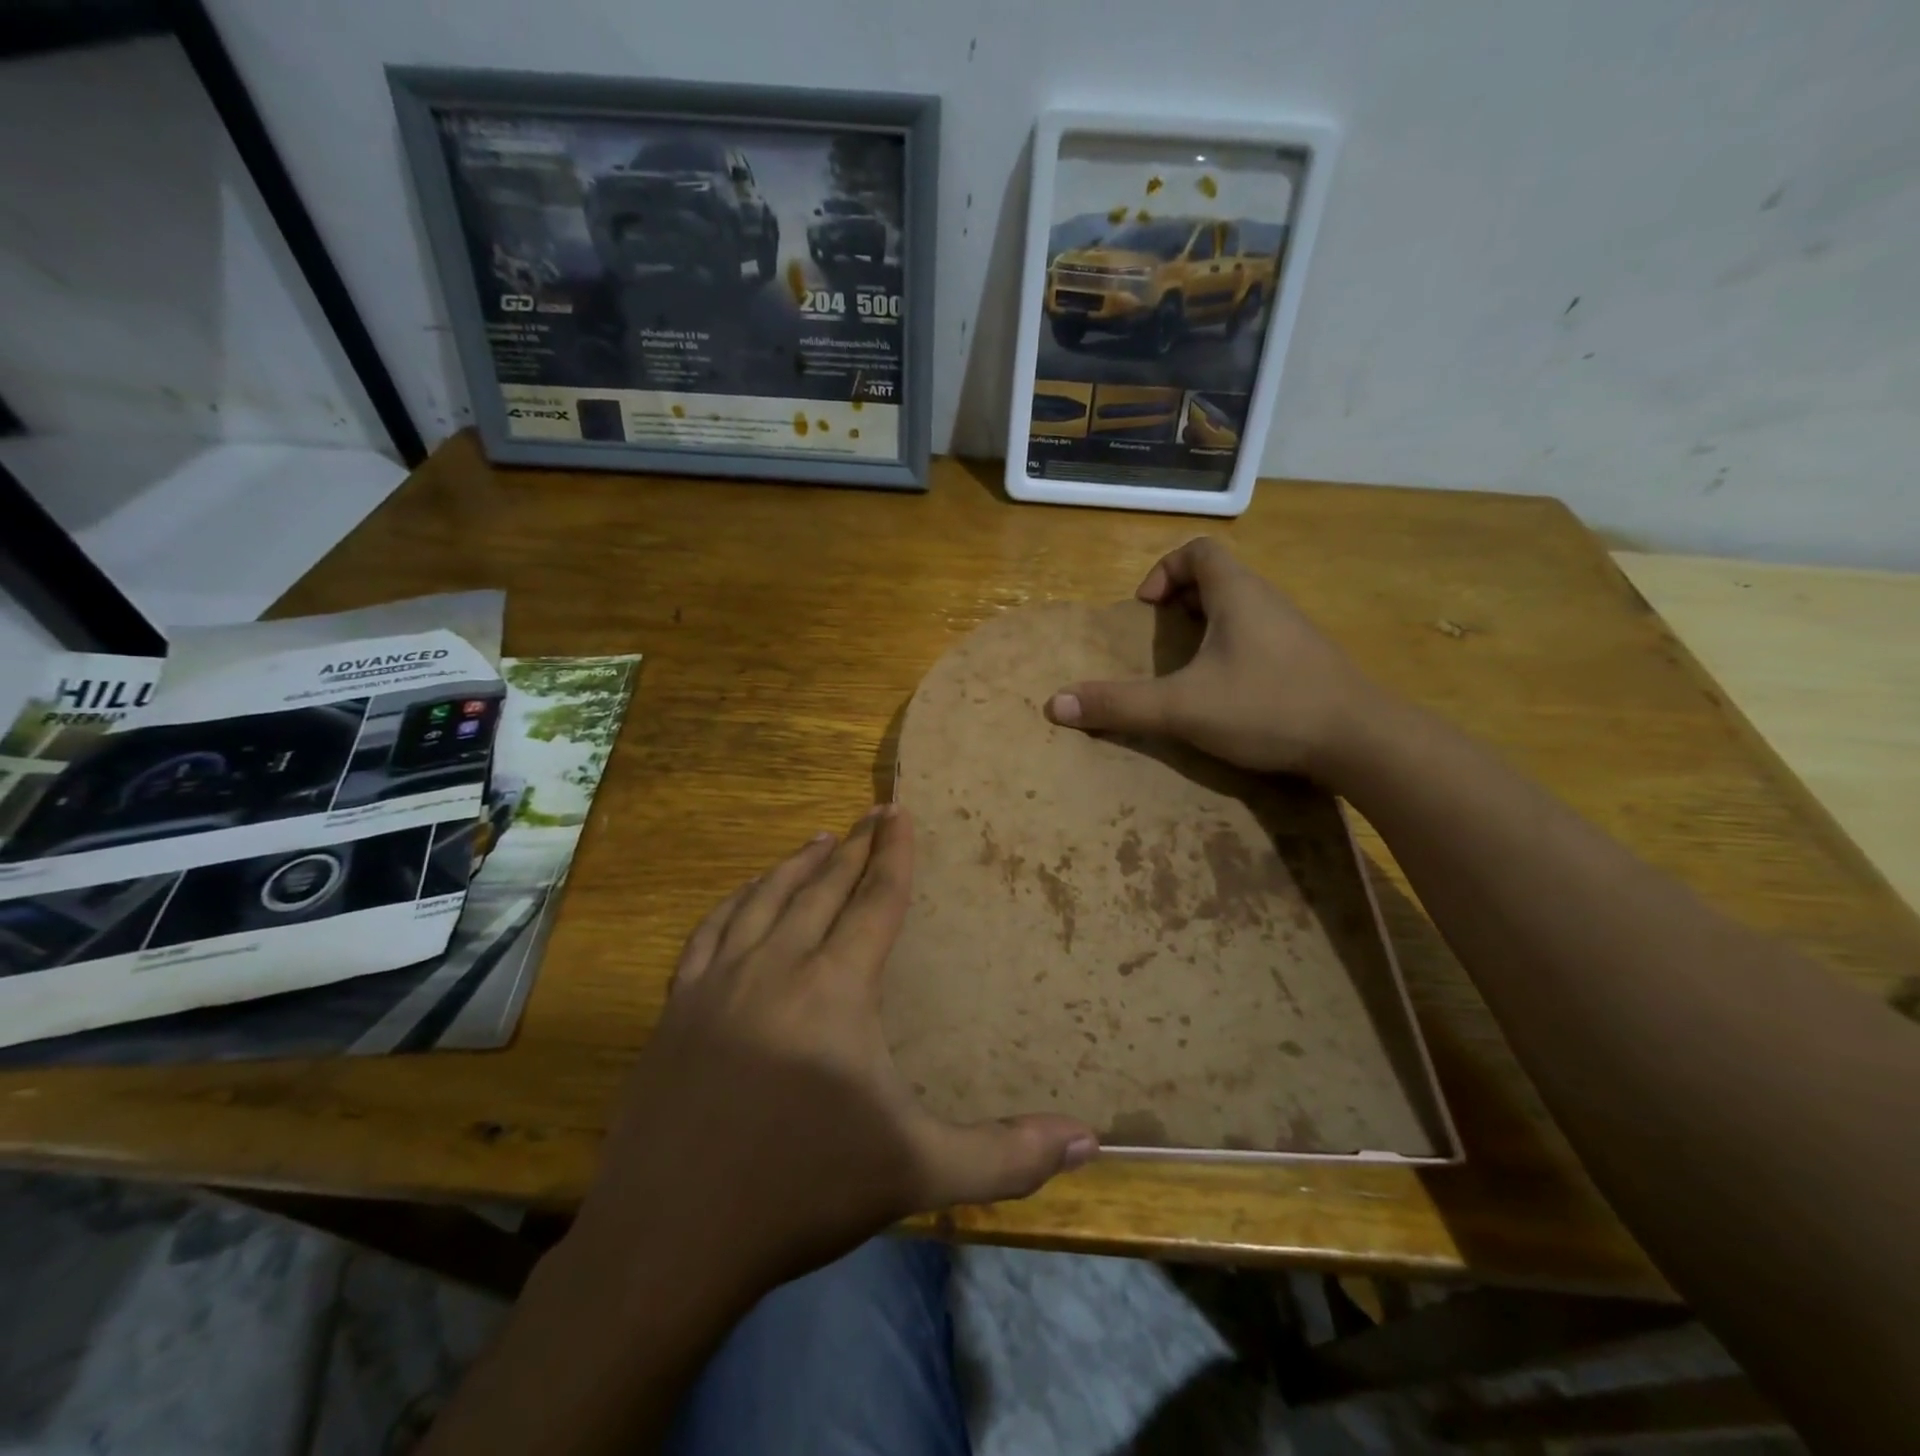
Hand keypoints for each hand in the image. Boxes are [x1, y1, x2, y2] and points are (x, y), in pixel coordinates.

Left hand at [575, 805, 1097, 1292]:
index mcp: (836, 989)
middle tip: (871, 814)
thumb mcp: (916, 1173)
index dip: (894, 854)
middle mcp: (778, 966)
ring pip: (765, 899)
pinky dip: (736, 901)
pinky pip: (711, 931)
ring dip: (796, 864)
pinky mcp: (678, 1006)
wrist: (671, 1238)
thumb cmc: (803, 1193)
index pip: (875, 901)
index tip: (900, 810)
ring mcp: (720, 982)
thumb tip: (1090, 1140)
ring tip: (820, 839)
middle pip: (822, 887)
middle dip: (853, 847)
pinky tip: (746, 894)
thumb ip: (1005, 1155)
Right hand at [1046, 537, 1383, 778]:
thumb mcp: (1183, 707)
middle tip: (1161, 638)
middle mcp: (1268, 601)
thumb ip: (1120, 704)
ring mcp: (1293, 632)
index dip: (1165, 569)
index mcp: (1238, 594)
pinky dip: (1234, 650)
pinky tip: (1227, 691)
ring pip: (1242, 609)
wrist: (1362, 741)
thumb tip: (1055, 704)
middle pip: (1220, 577)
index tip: (1146, 609)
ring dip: (1208, 627)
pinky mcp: (1308, 662)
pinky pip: (1261, 638)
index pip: (1200, 550)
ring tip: (1187, 666)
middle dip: (1182, 601)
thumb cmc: (1268, 707)